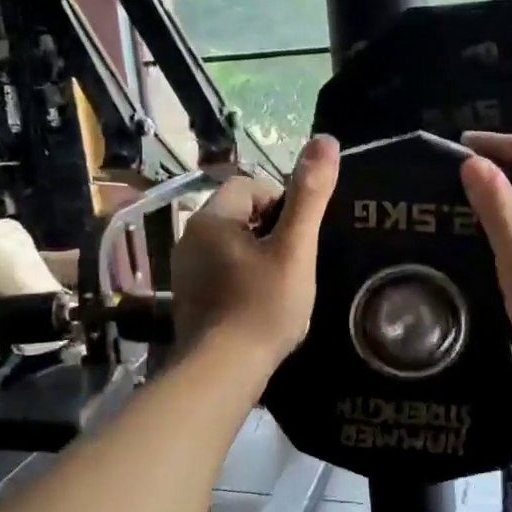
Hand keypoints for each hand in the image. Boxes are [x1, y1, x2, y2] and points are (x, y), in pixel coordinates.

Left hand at [173, 135, 338, 371]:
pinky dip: (242, 281)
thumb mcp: (294, 248)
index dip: (282, 205)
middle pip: (240, 216)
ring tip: (281, 288)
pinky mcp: (188, 298)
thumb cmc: (263, 306)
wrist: (222, 371)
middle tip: (294, 265)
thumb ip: (310, 195)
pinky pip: (221, 273)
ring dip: (258, 258)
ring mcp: (184, 270)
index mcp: (211, 218)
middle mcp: (189, 237)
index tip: (298, 238)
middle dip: (271, 233)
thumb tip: (326, 140)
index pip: (250, 186)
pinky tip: (258, 307)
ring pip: (232, 247)